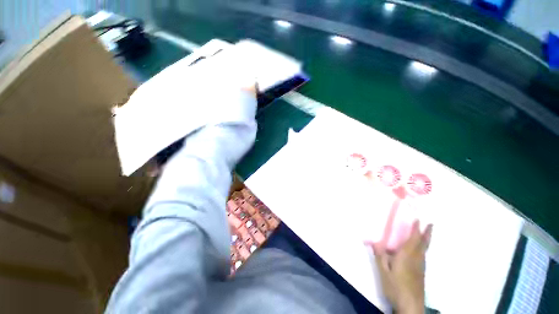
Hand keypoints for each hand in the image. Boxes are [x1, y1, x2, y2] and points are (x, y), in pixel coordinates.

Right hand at [366, 220, 431, 313]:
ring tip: (426, 233)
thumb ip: (380, 256)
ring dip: (426, 240)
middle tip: (431, 224)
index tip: (418, 219)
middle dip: (427, 233)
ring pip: (424, 250)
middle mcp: (416, 259)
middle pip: (423, 244)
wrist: (410, 305)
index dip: (416, 229)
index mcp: (406, 256)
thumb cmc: (395, 287)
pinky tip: (419, 250)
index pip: (413, 240)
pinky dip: (423, 248)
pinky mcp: (421, 273)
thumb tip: (374, 242)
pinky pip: (423, 255)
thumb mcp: (383, 271)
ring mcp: (420, 266)